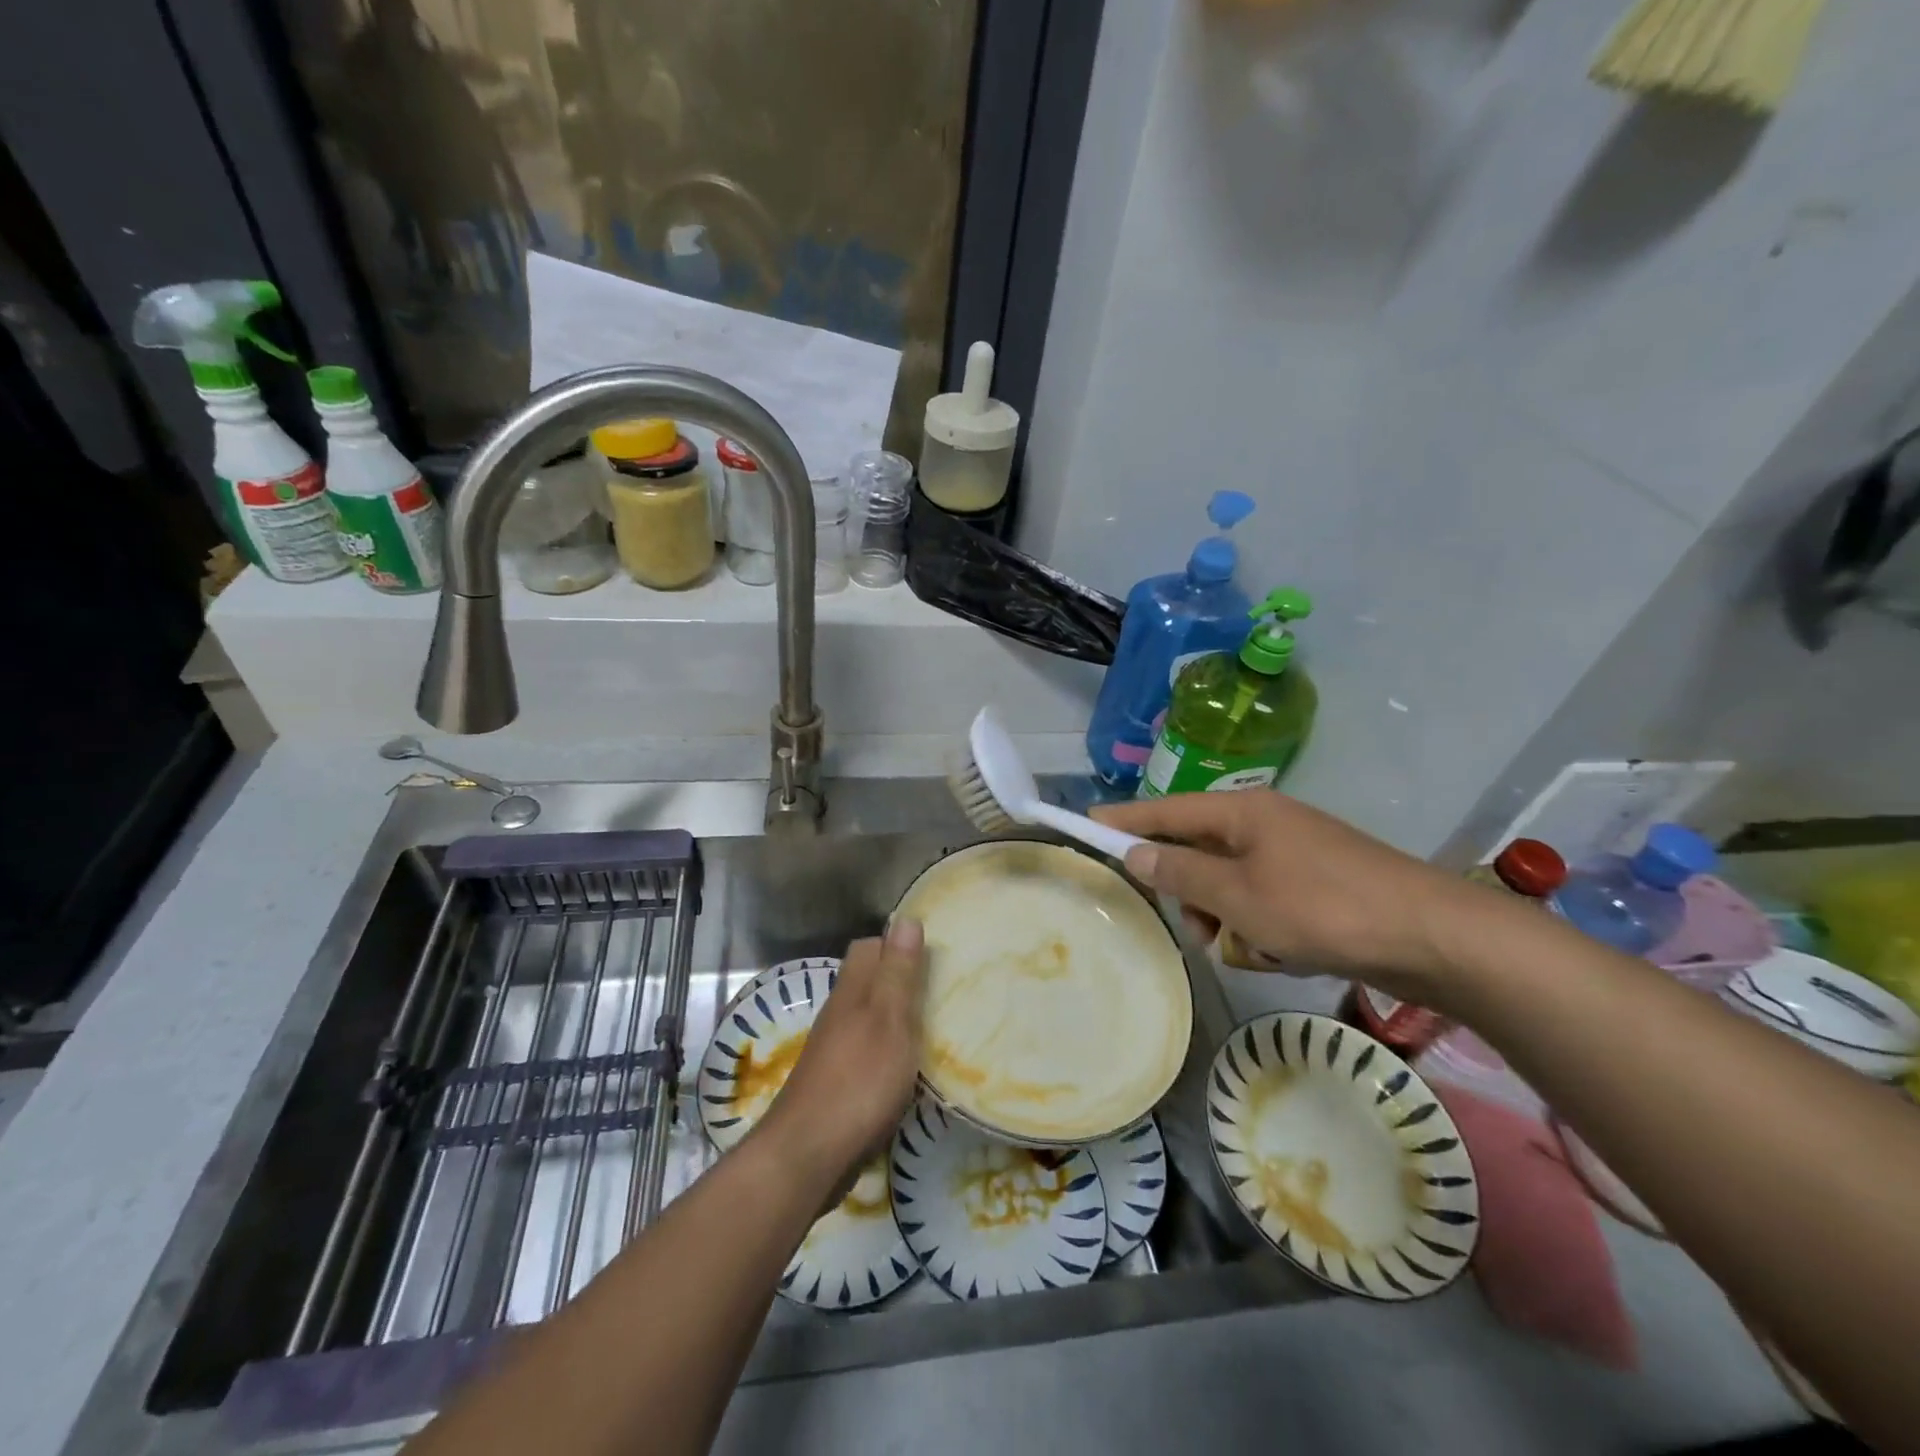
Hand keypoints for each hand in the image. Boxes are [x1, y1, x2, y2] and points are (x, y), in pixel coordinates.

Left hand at [756, 919, 926, 1190]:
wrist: (807, 1156)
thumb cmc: (858, 1082)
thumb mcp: (889, 1021)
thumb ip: (897, 973)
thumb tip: (905, 918)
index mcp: (852, 992)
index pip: (870, 948)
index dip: (897, 944)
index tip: (932, 953)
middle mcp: (839, 1014)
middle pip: (868, 981)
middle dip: (900, 979)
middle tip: (940, 990)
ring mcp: (835, 1050)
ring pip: (868, 1017)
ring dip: (896, 1017)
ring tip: (934, 1027)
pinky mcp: (837, 1084)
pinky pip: (867, 1051)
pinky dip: (889, 1051)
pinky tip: (908, 1069)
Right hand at [1092, 790, 1482, 1001]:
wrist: (1432, 937)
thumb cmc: (1322, 908)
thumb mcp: (1238, 895)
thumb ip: (1181, 873)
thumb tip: (1137, 854)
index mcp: (1242, 811)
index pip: (1164, 810)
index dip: (1123, 820)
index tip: (1085, 823)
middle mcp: (1264, 823)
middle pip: (1196, 850)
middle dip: (1190, 893)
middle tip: (1201, 929)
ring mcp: (1293, 853)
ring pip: (1229, 883)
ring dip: (1227, 919)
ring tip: (1251, 951)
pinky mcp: (1316, 883)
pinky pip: (1262, 901)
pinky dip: (1261, 929)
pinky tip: (1281, 954)